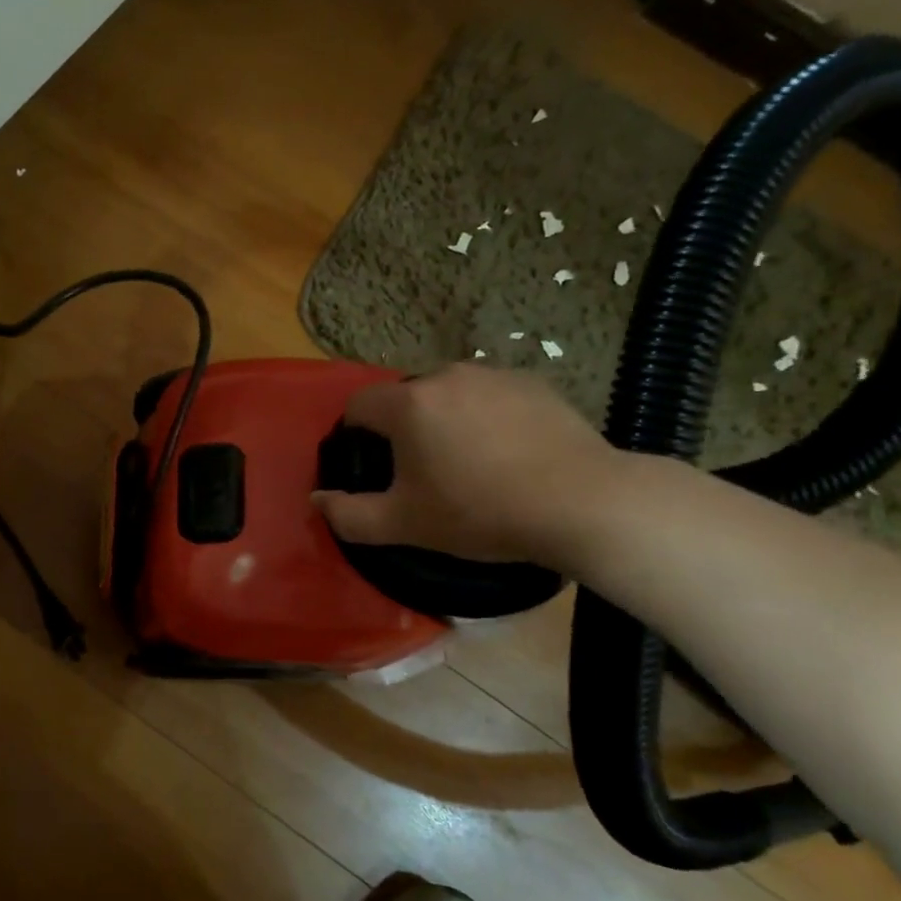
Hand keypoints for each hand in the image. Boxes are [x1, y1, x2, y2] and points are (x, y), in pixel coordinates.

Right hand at [311, 363, 619, 567]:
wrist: (582, 503)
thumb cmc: (480, 512)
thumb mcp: (405, 525)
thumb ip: (349, 515)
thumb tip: (317, 500)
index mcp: (408, 404)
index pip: (359, 405)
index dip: (356, 435)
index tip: (376, 468)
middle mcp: (446, 375)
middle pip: (405, 398)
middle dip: (404, 429)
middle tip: (425, 473)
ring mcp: (494, 375)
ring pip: (450, 395)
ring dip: (446, 421)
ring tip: (472, 464)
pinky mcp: (534, 383)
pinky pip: (490, 396)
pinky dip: (486, 417)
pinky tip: (509, 454)